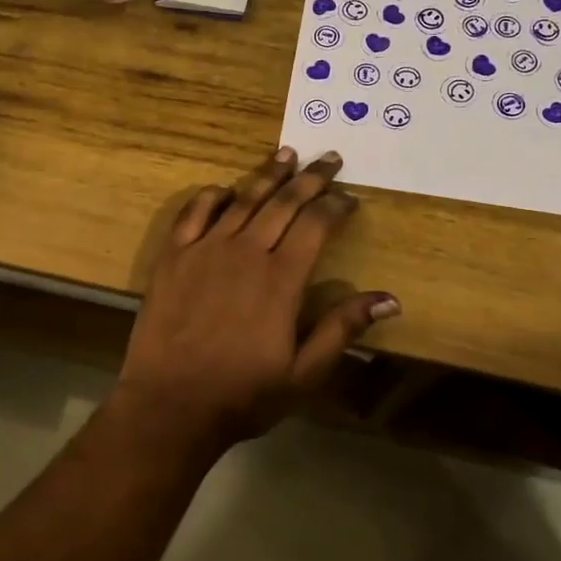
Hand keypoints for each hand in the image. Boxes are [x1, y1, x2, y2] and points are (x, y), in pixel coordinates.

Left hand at [113, 148, 399, 450]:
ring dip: (267, 175)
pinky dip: (212, 196)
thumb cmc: (242, 394)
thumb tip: (389, 299)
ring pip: (243, 200)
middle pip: (283, 203)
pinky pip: (194, 213)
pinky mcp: (173, 256)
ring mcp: (205, 250)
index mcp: (281, 279)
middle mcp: (245, 252)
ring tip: (286, 154)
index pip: (316, 225)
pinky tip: (225, 189)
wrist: (170, 405)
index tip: (350, 198)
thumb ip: (342, 329)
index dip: (336, 206)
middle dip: (310, 178)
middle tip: (328, 157)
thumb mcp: (304, 373)